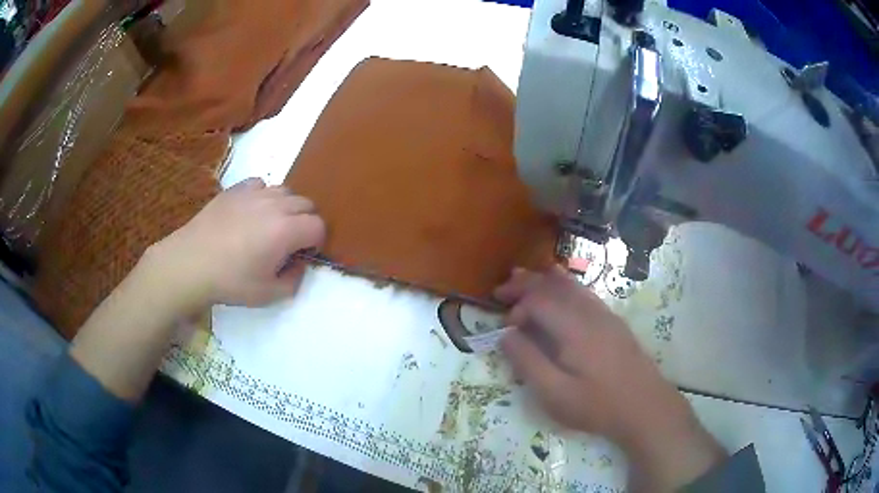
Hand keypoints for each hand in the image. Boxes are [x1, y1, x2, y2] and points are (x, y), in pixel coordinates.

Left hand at [147, 177, 325, 312]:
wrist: (190, 263)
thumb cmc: (230, 281)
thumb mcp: (268, 294)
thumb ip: (294, 280)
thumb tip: (299, 265)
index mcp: (286, 230)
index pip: (318, 226)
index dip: (316, 241)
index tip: (302, 254)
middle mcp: (275, 205)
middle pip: (306, 203)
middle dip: (305, 222)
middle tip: (289, 242)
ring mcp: (254, 193)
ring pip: (285, 191)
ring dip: (286, 207)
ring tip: (270, 225)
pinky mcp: (235, 189)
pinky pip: (260, 184)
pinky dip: (263, 195)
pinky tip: (251, 211)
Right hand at [495, 266, 724, 491]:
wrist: (646, 406)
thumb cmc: (598, 404)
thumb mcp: (555, 394)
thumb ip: (528, 362)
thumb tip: (506, 335)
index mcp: (574, 328)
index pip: (539, 300)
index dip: (517, 307)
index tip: (507, 329)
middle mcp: (590, 312)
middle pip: (553, 285)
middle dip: (525, 284)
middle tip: (501, 291)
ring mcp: (605, 314)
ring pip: (571, 284)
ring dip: (543, 281)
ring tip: (523, 280)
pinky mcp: (613, 321)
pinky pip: (584, 292)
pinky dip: (564, 286)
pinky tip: (560, 292)